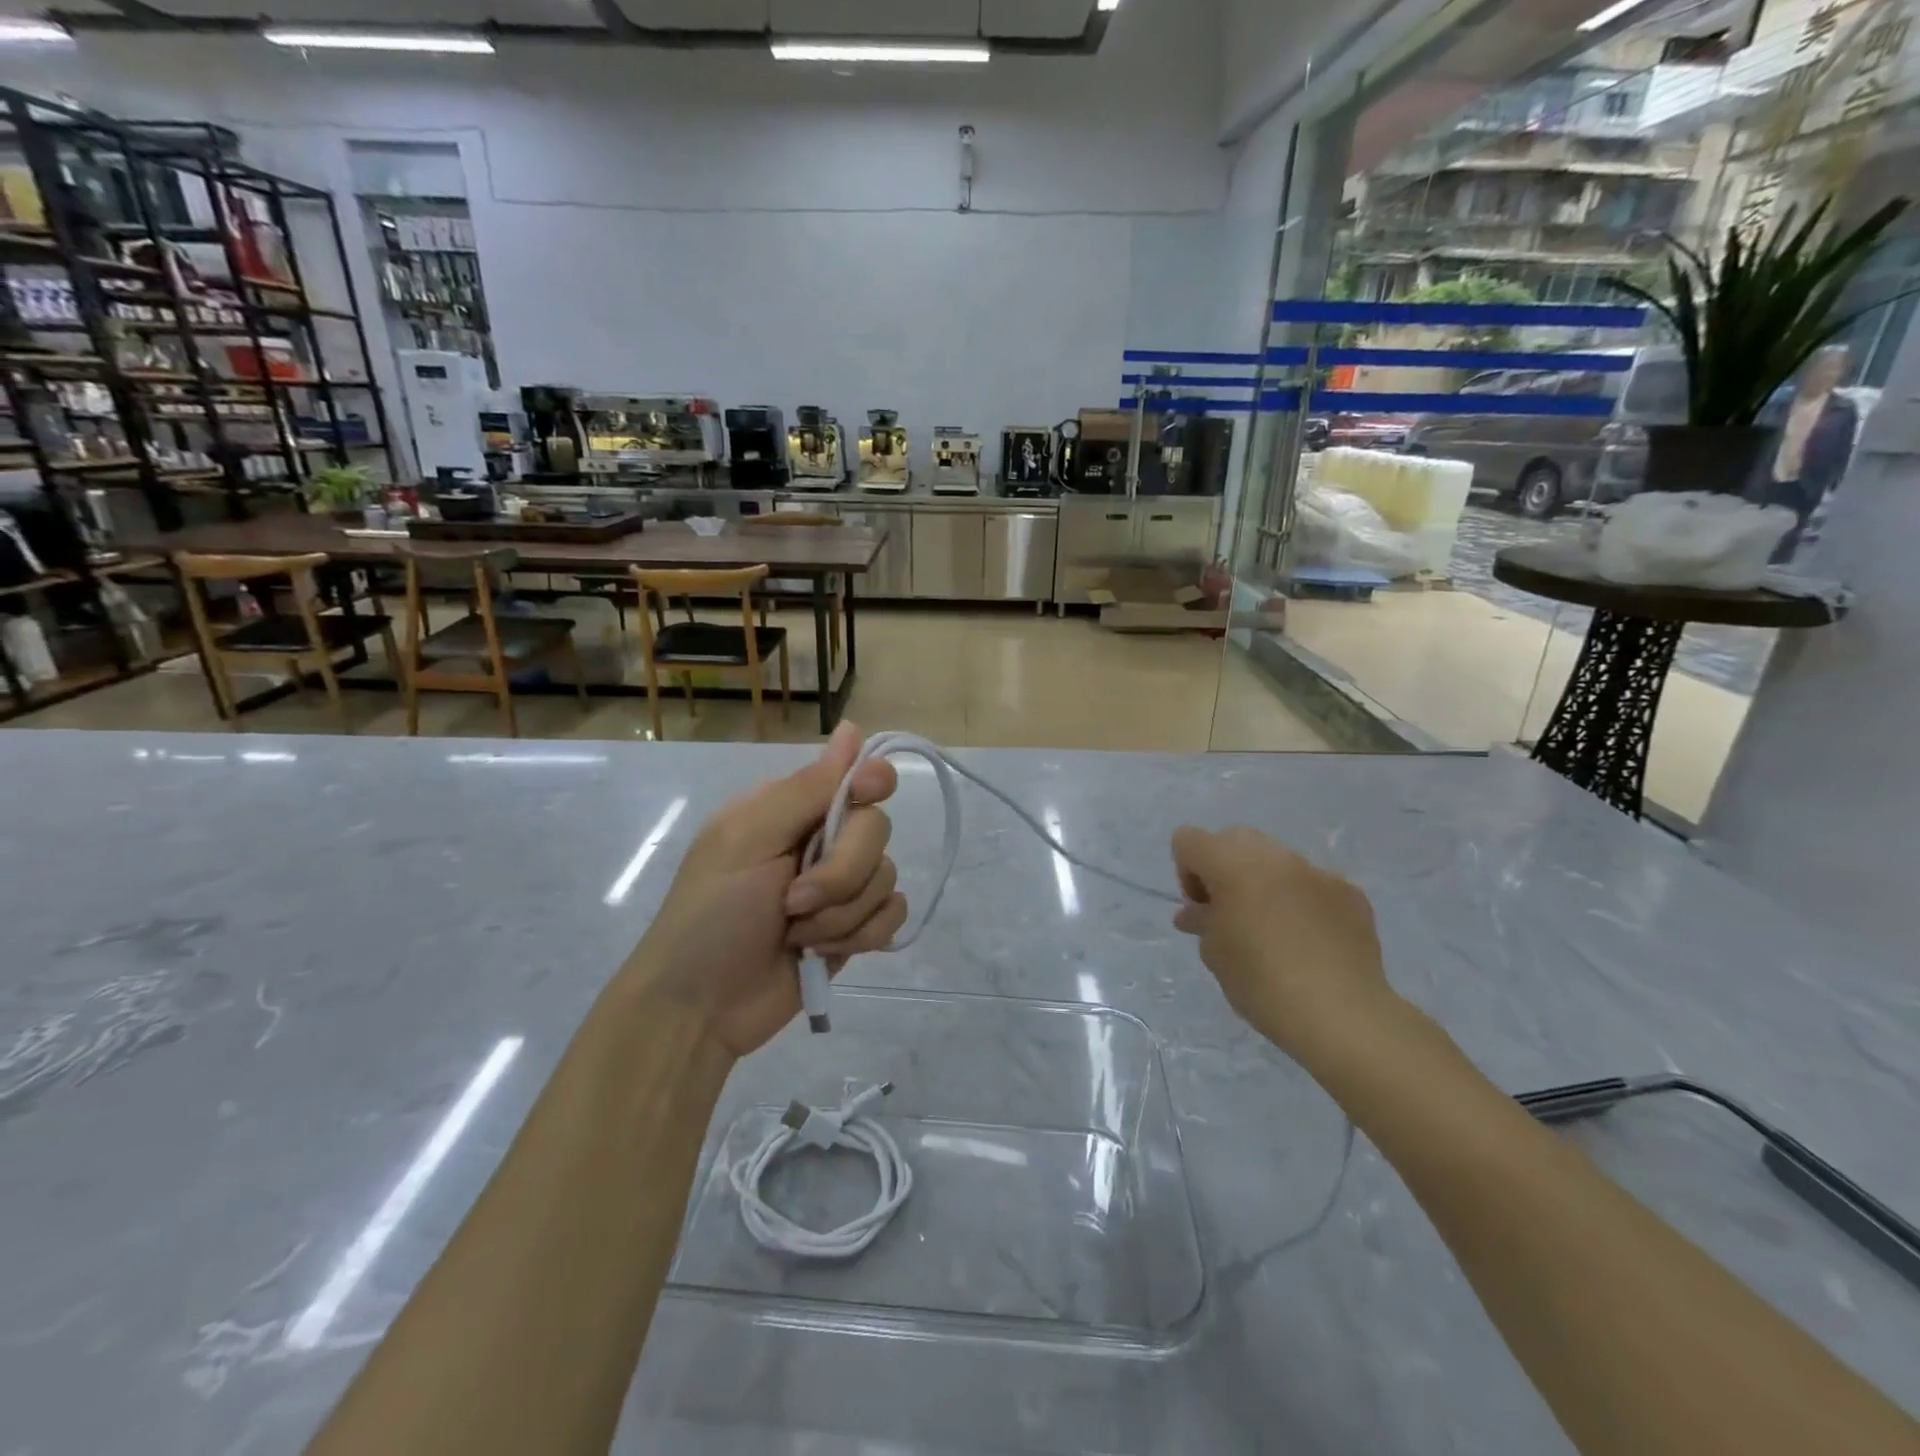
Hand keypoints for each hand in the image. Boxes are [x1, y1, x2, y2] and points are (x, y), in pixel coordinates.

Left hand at [625, 722, 906, 1059]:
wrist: (699, 1008)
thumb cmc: (710, 915)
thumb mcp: (747, 840)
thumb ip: (806, 789)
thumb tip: (852, 728)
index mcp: (791, 809)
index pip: (856, 776)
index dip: (870, 783)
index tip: (864, 796)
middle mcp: (821, 840)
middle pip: (877, 830)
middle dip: (841, 873)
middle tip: (793, 901)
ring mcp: (840, 888)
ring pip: (886, 877)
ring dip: (840, 915)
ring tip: (796, 934)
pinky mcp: (853, 929)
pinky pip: (892, 915)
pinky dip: (861, 936)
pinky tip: (822, 952)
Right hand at [1170, 826, 1393, 1059]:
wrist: (1341, 1015)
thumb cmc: (1261, 981)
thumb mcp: (1214, 953)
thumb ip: (1202, 920)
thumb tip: (1197, 912)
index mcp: (1232, 864)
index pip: (1189, 840)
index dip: (1186, 872)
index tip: (1202, 909)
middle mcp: (1274, 856)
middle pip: (1233, 840)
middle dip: (1224, 869)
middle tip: (1230, 913)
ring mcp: (1316, 871)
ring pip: (1275, 859)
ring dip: (1264, 882)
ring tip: (1273, 929)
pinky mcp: (1350, 892)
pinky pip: (1312, 884)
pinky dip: (1302, 901)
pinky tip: (1310, 940)